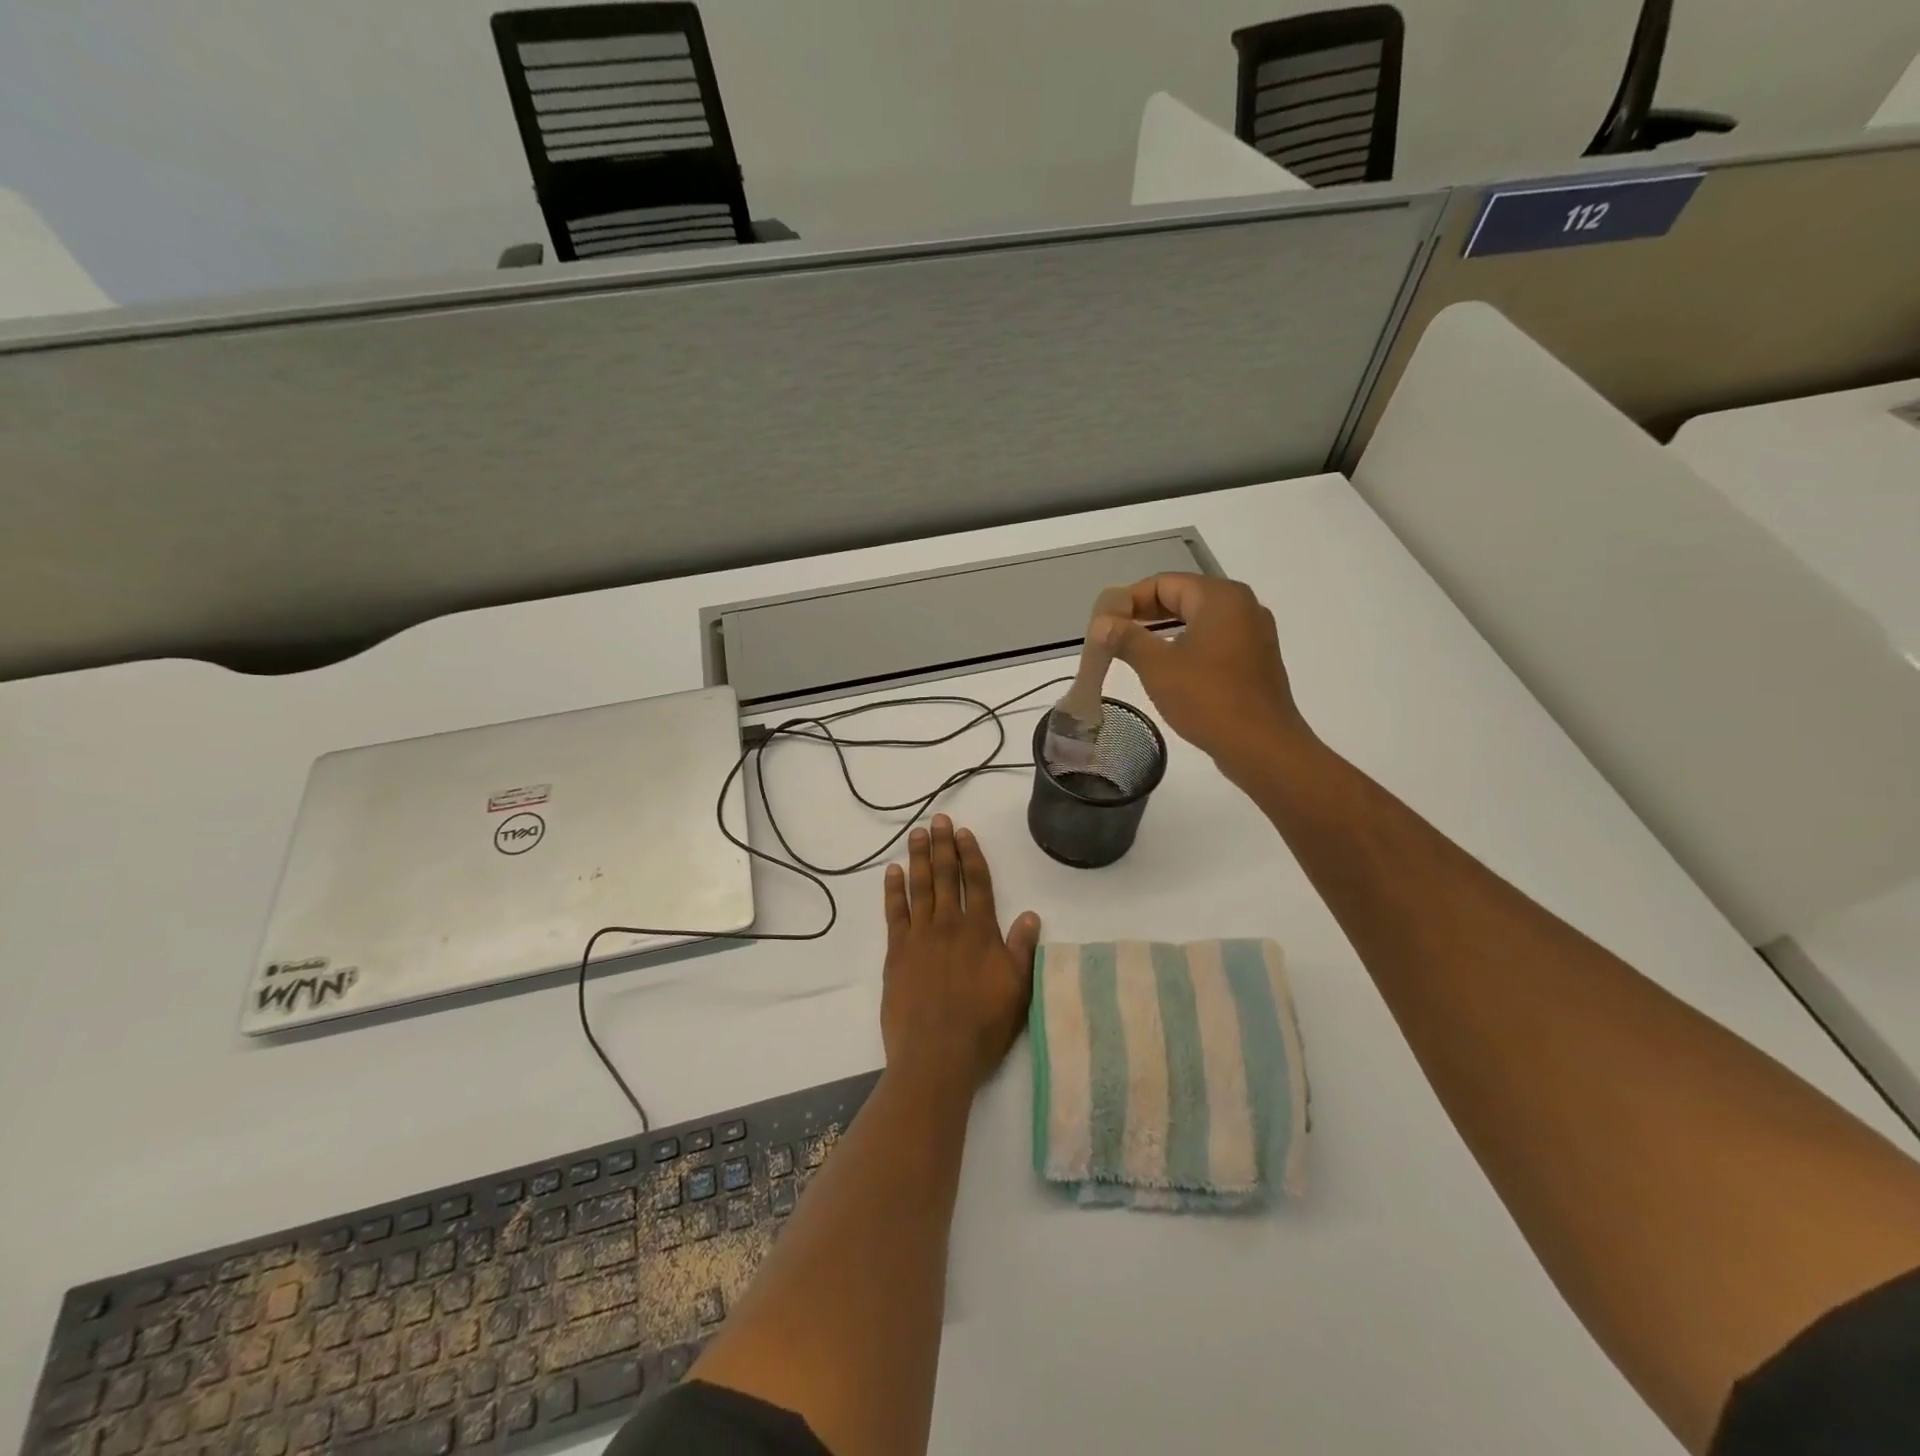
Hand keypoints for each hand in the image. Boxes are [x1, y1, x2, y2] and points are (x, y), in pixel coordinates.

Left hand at [882, 815, 1040, 1095]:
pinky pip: (895, 912)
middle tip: (938, 820)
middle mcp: (949, 925)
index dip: (971, 855)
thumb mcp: (1018, 990)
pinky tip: (893, 871)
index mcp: (981, 931)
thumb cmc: (983, 1026)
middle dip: (943, 846)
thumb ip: (1022, 949)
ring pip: (920, 887)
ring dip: (919, 858)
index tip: (963, 833)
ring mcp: (920, 936)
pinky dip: (894, 889)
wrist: (936, 1055)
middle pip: (946, 876)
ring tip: (917, 834)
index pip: (977, 883)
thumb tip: (1031, 915)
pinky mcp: (896, 951)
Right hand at [1092, 573, 1312, 776]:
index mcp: (1220, 598)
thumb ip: (1127, 638)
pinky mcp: (1256, 660)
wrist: (1262, 747)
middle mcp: (1242, 606)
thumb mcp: (1157, 666)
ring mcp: (1254, 634)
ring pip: (1199, 621)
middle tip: (1113, 637)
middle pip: (1183, 598)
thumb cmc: (1208, 699)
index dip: (1128, 600)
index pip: (1163, 583)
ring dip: (1165, 632)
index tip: (1103, 624)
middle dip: (1145, 615)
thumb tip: (1102, 623)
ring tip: (1133, 653)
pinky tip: (1168, 670)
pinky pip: (1214, 641)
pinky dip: (1187, 647)